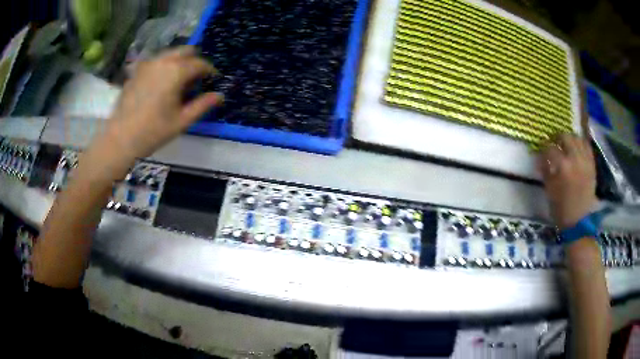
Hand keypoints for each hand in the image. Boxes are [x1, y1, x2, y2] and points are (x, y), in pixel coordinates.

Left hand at [103, 46, 221, 160]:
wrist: (120, 138)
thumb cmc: (153, 131)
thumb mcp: (182, 121)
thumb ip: (202, 105)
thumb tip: (220, 95)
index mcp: (176, 71)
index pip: (200, 63)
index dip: (210, 71)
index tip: (213, 80)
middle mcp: (163, 61)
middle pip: (186, 51)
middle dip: (194, 61)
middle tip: (196, 79)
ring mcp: (147, 64)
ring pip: (170, 54)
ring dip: (179, 62)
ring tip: (178, 81)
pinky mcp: (136, 71)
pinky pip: (155, 62)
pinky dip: (163, 67)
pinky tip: (160, 84)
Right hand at [537, 133, 597, 228]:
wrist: (579, 221)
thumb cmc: (561, 209)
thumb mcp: (549, 191)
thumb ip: (545, 171)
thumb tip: (540, 158)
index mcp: (562, 166)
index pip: (550, 148)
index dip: (543, 147)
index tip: (541, 148)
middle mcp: (575, 158)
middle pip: (565, 136)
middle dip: (557, 137)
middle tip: (553, 142)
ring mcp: (585, 160)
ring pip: (577, 138)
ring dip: (570, 138)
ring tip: (566, 144)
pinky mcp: (592, 164)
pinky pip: (587, 146)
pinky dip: (581, 143)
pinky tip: (577, 147)